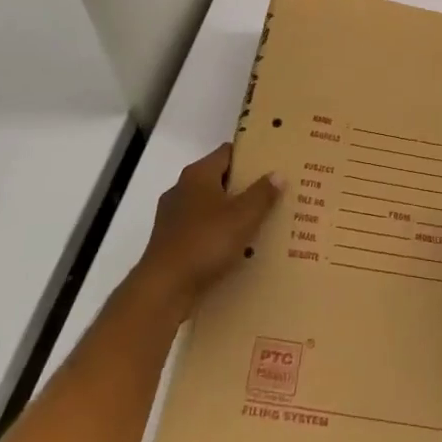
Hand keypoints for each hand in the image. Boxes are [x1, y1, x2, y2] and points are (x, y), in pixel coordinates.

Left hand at [130, 143, 283, 322]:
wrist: (163, 289)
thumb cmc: (205, 243)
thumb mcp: (243, 217)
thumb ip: (262, 194)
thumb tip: (278, 174)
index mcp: (198, 174)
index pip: (228, 152)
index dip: (251, 156)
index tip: (273, 164)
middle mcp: (182, 188)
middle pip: (219, 179)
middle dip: (245, 186)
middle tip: (274, 194)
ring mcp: (173, 216)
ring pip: (211, 206)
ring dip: (232, 212)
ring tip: (261, 221)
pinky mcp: (171, 241)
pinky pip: (202, 229)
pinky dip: (219, 233)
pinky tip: (238, 247)